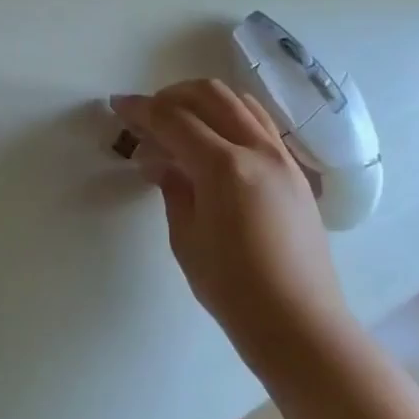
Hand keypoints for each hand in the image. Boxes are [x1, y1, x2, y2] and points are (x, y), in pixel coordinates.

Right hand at [112, 80, 347, 365]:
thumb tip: (160, 161)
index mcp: (225, 167)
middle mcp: (258, 150)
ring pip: (239, 102)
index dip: (141, 109)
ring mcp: (282, 158)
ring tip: (178, 124)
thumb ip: (172, 188)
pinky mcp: (295, 172)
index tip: (118, 106)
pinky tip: (213, 143)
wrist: (300, 323)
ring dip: (203, 102)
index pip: (174, 120)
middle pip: (210, 96)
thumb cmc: (233, 288)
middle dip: (172, 96)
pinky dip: (229, 117)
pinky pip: (259, 124)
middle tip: (147, 116)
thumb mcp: (187, 238)